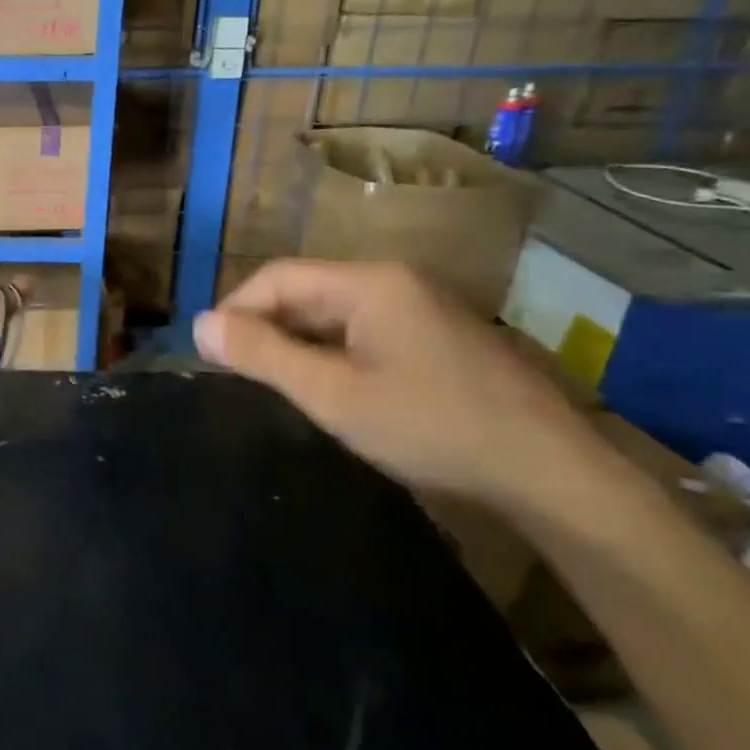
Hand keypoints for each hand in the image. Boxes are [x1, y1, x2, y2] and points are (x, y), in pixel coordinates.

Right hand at [195, 259, 604, 511]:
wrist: (549, 472)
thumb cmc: (430, 426)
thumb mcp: (332, 393)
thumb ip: (262, 355)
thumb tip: (200, 325)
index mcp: (369, 282)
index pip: (277, 277)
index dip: (235, 310)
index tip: (210, 355)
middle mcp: (396, 282)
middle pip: (306, 291)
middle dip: (264, 328)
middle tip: (238, 377)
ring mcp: (422, 309)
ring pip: (333, 314)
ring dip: (296, 343)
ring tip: (275, 386)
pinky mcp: (437, 338)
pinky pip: (363, 332)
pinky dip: (331, 354)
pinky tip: (328, 390)